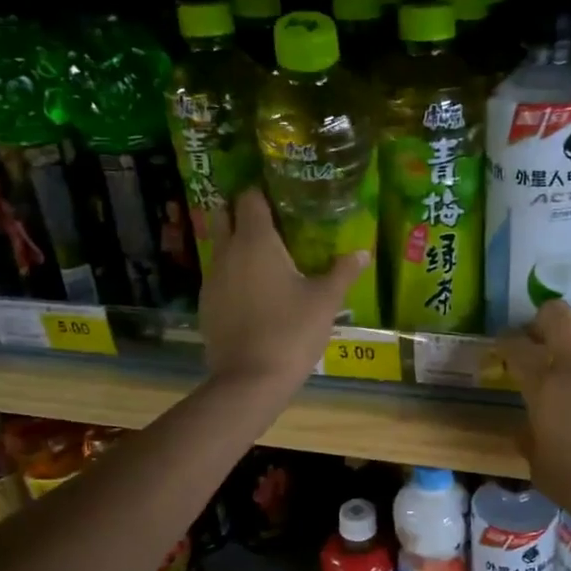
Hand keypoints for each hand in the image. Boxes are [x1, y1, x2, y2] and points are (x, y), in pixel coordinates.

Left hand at [200, 188, 368, 395]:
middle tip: (272, 222)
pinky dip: (234, 274)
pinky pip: (220, 276)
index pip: (249, 197)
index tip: (281, 195)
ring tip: (267, 258)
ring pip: (220, 247)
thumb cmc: (291, 331)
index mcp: (256, 241)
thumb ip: (343, 272)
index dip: (262, 191)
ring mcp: (212, 279)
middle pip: (225, 215)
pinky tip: (255, 292)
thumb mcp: (325, 301)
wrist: (250, 379)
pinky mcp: (207, 304)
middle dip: (242, 212)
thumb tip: (363, 252)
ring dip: (238, 245)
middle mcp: (227, 252)